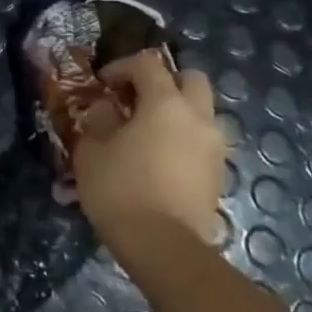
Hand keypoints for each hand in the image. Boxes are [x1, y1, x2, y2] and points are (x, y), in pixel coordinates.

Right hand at [73, 51, 226, 245]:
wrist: (163, 246)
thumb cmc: (120, 188)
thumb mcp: (92, 150)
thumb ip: (100, 121)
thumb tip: (108, 109)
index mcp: (166, 103)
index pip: (147, 65)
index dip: (122, 67)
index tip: (103, 83)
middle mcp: (198, 118)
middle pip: (191, 79)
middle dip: (165, 81)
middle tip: (137, 98)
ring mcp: (214, 147)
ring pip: (202, 113)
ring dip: (178, 113)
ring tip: (148, 132)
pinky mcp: (219, 174)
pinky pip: (202, 142)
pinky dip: (184, 140)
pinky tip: (160, 159)